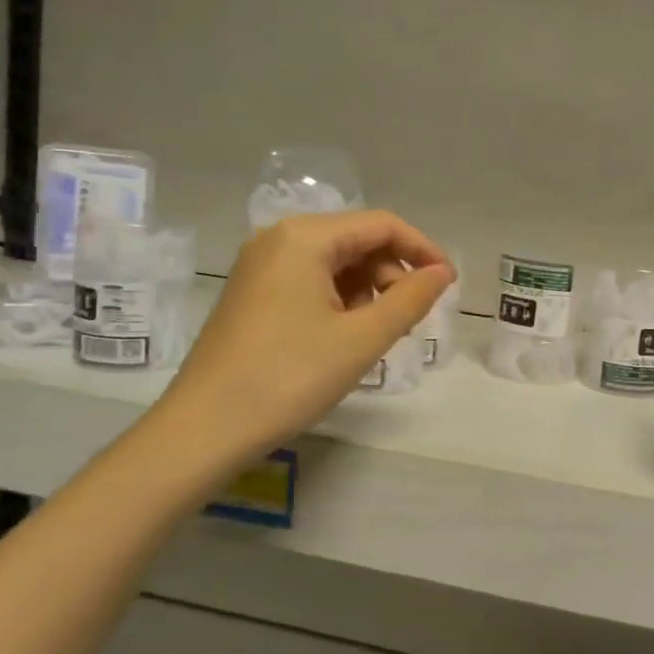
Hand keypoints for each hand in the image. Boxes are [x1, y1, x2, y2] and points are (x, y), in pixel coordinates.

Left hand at [157, 210, 453, 465]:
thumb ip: (411, 299)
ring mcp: (261, 266)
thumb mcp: (362, 338)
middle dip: (392, 275)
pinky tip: (346, 338)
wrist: (205, 428)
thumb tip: (443, 272)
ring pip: (336, 263)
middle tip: (408, 321)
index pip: (382, 224)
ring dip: (368, 291)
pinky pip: (311, 281)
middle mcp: (279, 239)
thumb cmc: (289, 377)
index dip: (422, 250)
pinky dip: (340, 301)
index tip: (448, 284)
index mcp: (305, 237)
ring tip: (377, 335)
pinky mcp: (254, 294)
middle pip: (357, 240)